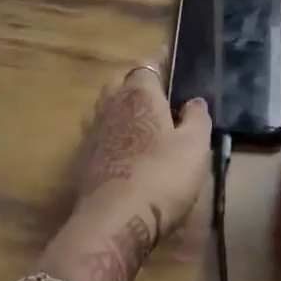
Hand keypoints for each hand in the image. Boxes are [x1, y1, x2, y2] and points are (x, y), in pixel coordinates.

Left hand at [41, 64, 212, 280]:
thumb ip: (197, 118)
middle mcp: (111, 103)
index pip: (149, 64)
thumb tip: (194, 101)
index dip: (161, 61)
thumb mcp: (194, 147)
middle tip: (160, 94)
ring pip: (108, 106)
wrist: (113, 221)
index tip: (171, 59)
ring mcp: (93, 130)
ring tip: (141, 119)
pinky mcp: (83, 157)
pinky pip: (100, 132)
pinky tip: (124, 148)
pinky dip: (112, 132)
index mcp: (139, 93)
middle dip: (139, 83)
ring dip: (122, 107)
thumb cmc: (161, 177)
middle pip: (123, 82)